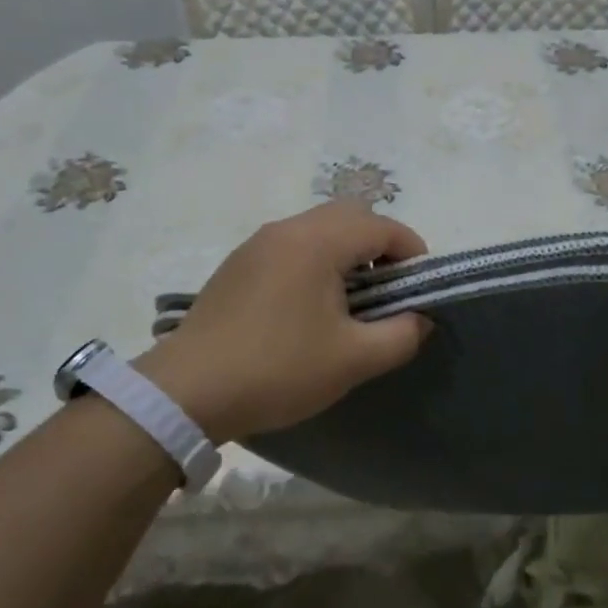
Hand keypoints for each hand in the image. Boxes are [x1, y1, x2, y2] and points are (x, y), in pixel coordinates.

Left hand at [132, 203, 430, 443]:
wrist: (187, 392)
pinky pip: (292, 244)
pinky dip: (316, 259)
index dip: (412, 253)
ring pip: (319, 227)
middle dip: (380, 245)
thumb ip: (401, 334)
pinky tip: (310, 305)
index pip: (383, 227)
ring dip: (347, 251)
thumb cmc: (278, 369)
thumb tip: (420, 318)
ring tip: (352, 300)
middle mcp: (288, 229)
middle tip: (388, 290)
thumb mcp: (354, 359)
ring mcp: (258, 243)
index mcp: (318, 242)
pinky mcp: (238, 264)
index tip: (420, 288)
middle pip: (351, 215)